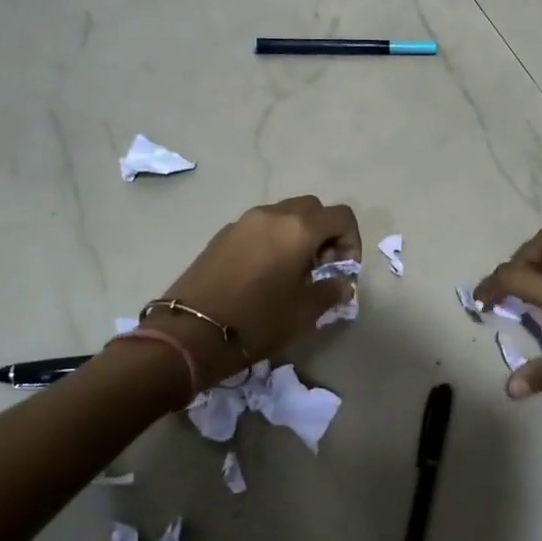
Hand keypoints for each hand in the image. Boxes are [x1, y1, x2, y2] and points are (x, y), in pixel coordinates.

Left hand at [145, 196, 360, 389]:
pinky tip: (264, 273)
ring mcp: (244, 221)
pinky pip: (259, 226)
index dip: (351, 240)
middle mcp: (273, 214)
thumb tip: (342, 283)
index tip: (343, 270)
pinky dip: (272, 239)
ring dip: (298, 234)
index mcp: (299, 229)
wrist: (190, 332)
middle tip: (321, 267)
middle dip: (325, 232)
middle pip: (312, 208)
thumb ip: (330, 291)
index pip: (341, 216)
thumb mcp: (303, 312)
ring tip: (292, 271)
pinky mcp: (222, 234)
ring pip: (284, 214)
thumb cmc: (257, 321)